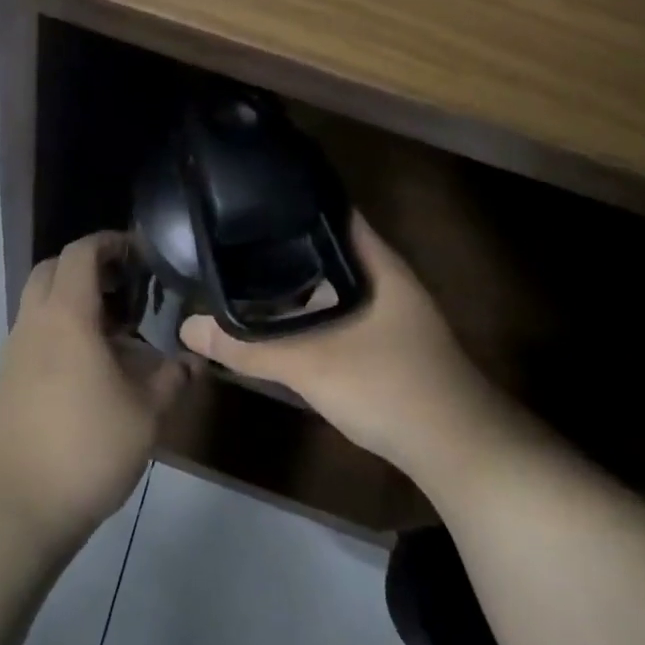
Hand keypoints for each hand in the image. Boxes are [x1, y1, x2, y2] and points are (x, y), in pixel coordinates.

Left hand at [0, 232, 187, 550]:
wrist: (11, 507)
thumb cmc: (85, 449)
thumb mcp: (145, 415)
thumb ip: (171, 379)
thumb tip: (190, 361)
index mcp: (66, 316)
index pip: (81, 253)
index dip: (109, 242)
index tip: (139, 252)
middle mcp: (34, 322)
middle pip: (52, 269)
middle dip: (88, 267)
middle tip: (125, 289)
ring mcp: (13, 351)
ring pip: (40, 303)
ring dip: (73, 302)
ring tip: (114, 334)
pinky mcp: (5, 380)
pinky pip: (34, 335)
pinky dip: (60, 332)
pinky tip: (89, 370)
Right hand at [180, 215, 514, 488]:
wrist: (458, 451)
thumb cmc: (389, 386)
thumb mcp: (310, 365)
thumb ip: (247, 346)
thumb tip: (187, 327)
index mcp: (375, 261)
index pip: (330, 208)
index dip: (290, 196)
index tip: (246, 193)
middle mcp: (382, 276)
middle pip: (325, 244)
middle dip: (281, 239)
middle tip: (230, 233)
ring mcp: (387, 309)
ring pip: (330, 280)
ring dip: (294, 278)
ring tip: (242, 268)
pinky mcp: (383, 339)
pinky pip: (336, 308)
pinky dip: (307, 308)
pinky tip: (276, 318)